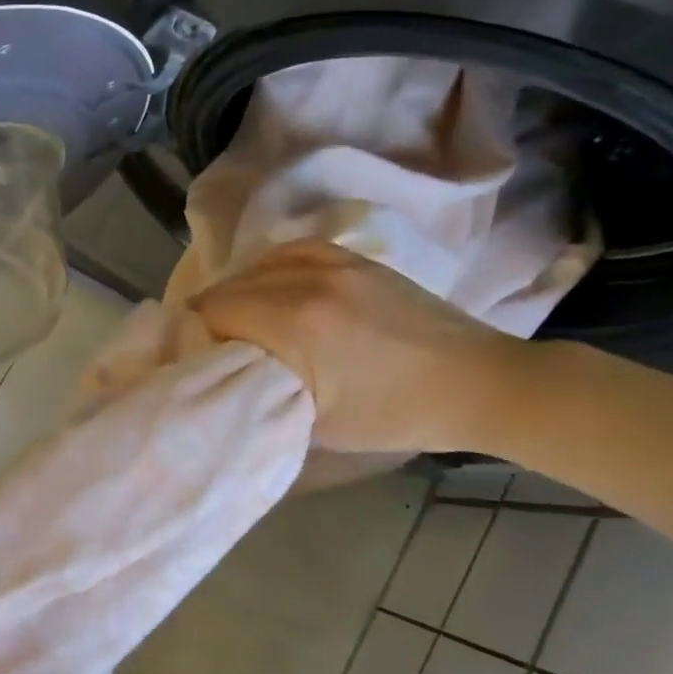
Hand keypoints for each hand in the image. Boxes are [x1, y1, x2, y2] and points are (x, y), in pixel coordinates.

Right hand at [188, 240, 531, 454]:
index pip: (214, 311)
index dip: (196, 334)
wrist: (476, 383)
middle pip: (231, 286)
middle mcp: (307, 281)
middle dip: (212, 314)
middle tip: (212, 345)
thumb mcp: (318, 424)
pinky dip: (270, 266)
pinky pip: (293, 250)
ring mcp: (335, 263)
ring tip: (237, 315)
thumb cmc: (395, 415)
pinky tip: (268, 282)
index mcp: (295, 324)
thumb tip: (226, 381)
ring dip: (239, 289)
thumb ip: (263, 395)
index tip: (196, 357)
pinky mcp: (356, 259)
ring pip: (259, 265)